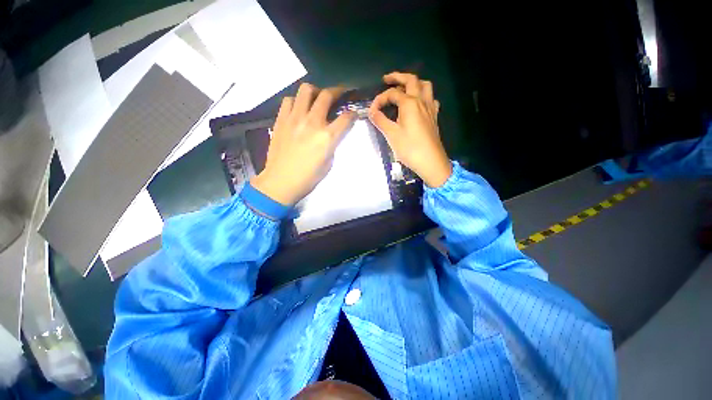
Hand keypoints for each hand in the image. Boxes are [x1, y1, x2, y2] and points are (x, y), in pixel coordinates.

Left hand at [251, 84, 354, 204]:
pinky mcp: (281, 119)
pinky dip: (296, 101)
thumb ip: (332, 144)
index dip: (352, 114)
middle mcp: (312, 122)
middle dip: (337, 92)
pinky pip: (288, 100)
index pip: (346, 118)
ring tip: (316, 100)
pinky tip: (298, 109)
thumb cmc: (308, 177)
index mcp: (327, 137)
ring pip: (305, 90)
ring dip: (315, 92)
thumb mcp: (329, 163)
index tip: (353, 114)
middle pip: (327, 95)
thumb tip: (332, 133)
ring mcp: (294, 118)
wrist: (281, 182)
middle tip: (339, 95)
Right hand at [369, 72, 451, 187]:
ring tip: (404, 88)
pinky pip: (431, 99)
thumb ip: (380, 120)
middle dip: (398, 77)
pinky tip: (418, 104)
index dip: (380, 99)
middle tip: (387, 79)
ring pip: (425, 86)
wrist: (430, 161)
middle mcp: (421, 101)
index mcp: (409, 103)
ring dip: (414, 83)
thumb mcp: (391, 134)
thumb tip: (371, 112)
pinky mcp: (434, 117)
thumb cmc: (409, 148)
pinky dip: (423, 96)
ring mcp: (430, 108)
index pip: (392, 94)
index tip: (372, 110)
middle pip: (411, 80)